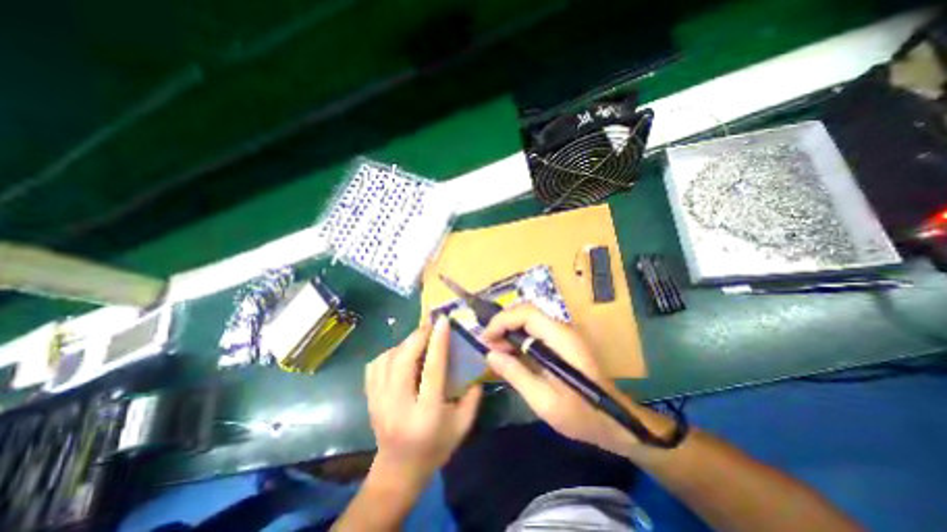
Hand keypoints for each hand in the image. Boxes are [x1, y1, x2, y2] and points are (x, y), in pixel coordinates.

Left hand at [363, 315, 481, 490]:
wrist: (398, 471)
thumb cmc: (435, 448)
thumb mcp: (462, 426)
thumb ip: (472, 397)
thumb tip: (475, 366)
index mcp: (426, 413)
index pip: (432, 369)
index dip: (438, 342)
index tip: (442, 321)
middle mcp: (398, 405)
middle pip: (403, 360)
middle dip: (417, 336)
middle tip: (429, 323)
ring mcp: (379, 402)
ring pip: (386, 359)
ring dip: (404, 343)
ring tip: (418, 338)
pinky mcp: (369, 400)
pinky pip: (374, 366)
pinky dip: (388, 353)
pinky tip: (400, 354)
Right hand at [482, 306, 659, 459]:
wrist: (614, 421)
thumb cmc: (582, 414)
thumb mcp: (544, 401)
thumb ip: (516, 374)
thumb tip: (491, 354)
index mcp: (560, 338)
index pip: (527, 313)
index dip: (502, 320)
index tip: (486, 338)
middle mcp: (562, 330)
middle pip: (526, 312)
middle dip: (503, 324)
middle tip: (489, 346)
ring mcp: (563, 335)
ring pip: (529, 320)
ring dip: (510, 331)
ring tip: (496, 351)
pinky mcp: (562, 343)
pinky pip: (535, 332)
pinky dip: (519, 339)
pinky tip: (511, 354)